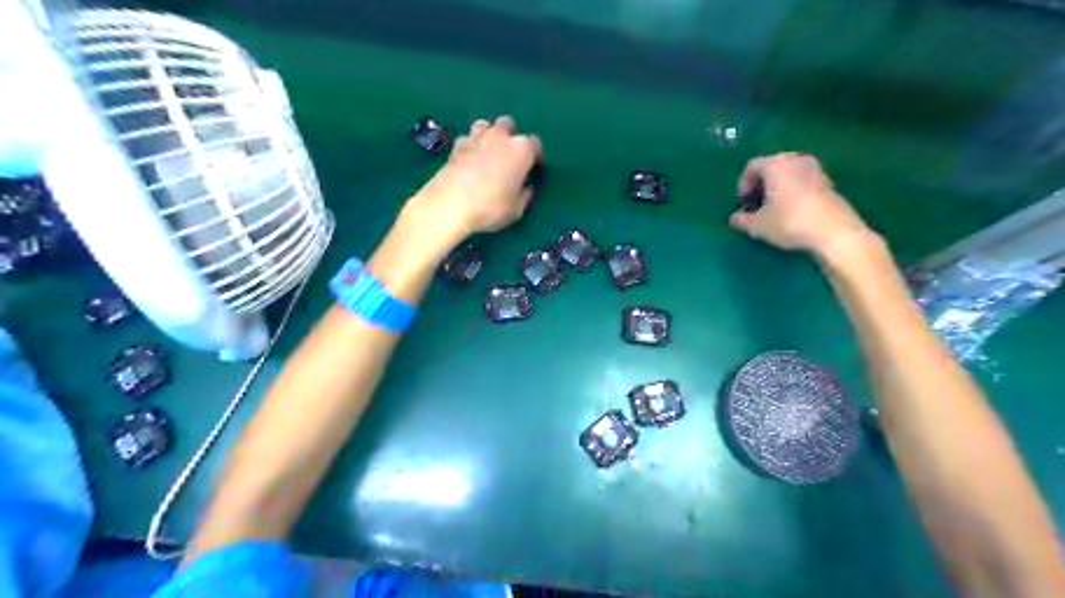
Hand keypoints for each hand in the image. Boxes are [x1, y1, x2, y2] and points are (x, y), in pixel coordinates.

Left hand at [407, 115, 543, 244]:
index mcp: (521, 149)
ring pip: (485, 125)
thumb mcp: (516, 210)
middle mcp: (500, 137)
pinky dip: (470, 146)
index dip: (535, 156)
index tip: (533, 168)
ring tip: (488, 154)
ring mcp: (476, 138)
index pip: (535, 144)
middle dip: (510, 137)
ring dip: (489, 135)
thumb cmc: (490, 207)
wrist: (450, 204)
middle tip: (509, 157)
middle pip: (509, 125)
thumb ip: (524, 195)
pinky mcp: (456, 146)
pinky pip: (467, 139)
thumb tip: (526, 188)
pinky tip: (469, 160)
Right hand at [734, 153, 872, 254]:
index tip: (742, 202)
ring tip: (773, 206)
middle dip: (761, 183)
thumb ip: (742, 220)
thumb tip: (735, 218)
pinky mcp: (828, 181)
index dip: (743, 184)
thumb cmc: (789, 222)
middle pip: (772, 166)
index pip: (752, 166)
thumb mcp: (758, 226)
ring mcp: (814, 169)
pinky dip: (793, 189)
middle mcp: (795, 160)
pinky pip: (802, 180)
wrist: (833, 231)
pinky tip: (791, 209)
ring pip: (788, 172)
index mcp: (775, 165)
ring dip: (777, 186)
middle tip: (756, 202)